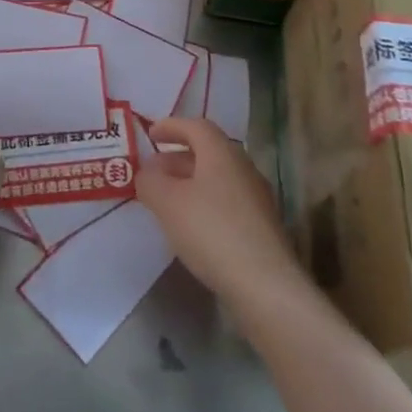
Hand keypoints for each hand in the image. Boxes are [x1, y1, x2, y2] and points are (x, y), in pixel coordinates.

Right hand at [135, 117, 306, 304]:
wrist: (265, 285)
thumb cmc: (211, 231)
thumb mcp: (167, 202)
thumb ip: (150, 182)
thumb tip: (147, 173)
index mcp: (222, 153)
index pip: (196, 126)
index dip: (171, 127)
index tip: (150, 135)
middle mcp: (243, 168)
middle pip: (208, 152)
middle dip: (178, 157)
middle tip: (154, 171)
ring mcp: (257, 198)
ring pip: (218, 178)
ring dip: (191, 182)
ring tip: (167, 200)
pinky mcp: (262, 227)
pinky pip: (227, 201)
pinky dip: (205, 202)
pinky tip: (191, 226)